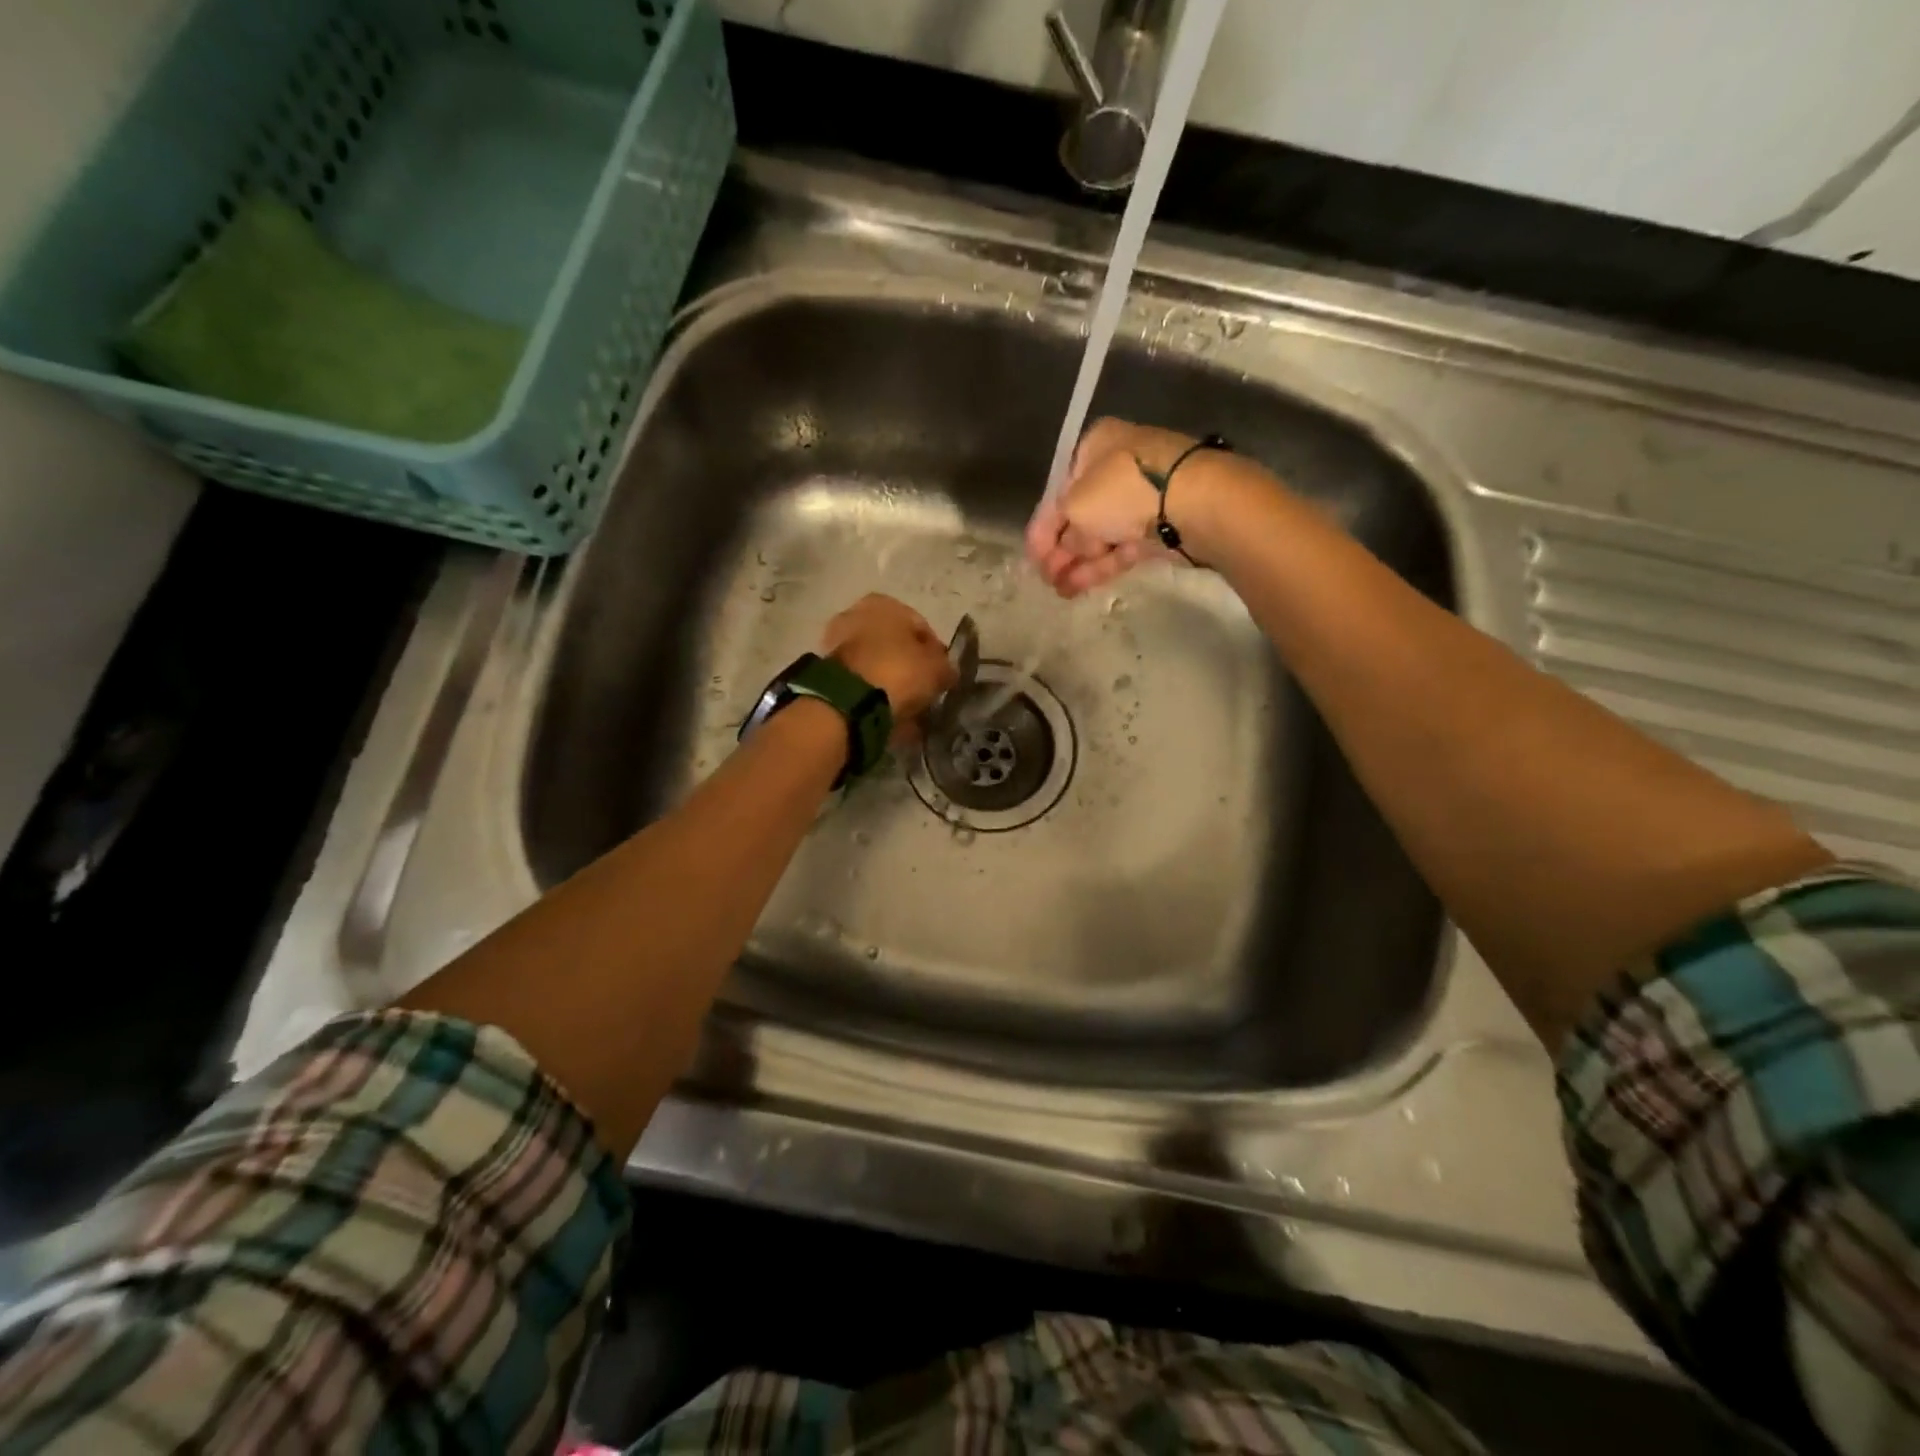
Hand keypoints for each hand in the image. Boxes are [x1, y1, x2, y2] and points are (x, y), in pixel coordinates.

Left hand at [822, 594, 957, 742]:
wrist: (847, 700)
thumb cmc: (898, 671)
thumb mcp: (936, 669)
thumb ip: (946, 667)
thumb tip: (947, 671)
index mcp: (885, 603)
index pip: (921, 626)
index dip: (936, 653)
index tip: (942, 675)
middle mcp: (857, 613)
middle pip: (894, 643)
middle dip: (908, 665)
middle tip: (923, 690)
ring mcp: (837, 641)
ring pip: (875, 662)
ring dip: (889, 679)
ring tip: (904, 704)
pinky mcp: (825, 669)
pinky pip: (859, 679)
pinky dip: (871, 691)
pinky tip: (884, 710)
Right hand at [1025, 419, 1201, 596]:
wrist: (1194, 502)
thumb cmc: (1124, 490)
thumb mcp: (1076, 506)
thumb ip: (1063, 532)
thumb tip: (1069, 548)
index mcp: (1094, 448)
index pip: (1059, 491)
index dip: (1043, 528)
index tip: (1032, 558)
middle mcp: (1117, 468)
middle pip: (1080, 515)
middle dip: (1060, 550)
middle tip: (1045, 578)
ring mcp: (1141, 499)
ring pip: (1101, 535)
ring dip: (1076, 563)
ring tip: (1059, 591)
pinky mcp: (1159, 528)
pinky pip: (1121, 548)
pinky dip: (1099, 567)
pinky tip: (1077, 587)